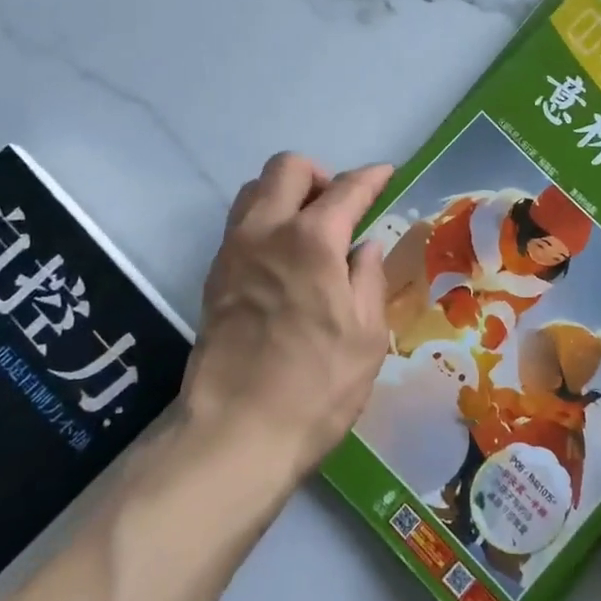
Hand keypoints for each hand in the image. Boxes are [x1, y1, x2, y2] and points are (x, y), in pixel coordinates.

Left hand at [181, 153, 394, 485]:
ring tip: (311, 229)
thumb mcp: (366, 333)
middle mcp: (266, 231)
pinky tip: (286, 259)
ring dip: (286, 193)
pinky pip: (241, 224)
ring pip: (256, 190)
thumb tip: (364, 247)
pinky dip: (266, 221)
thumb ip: (369, 277)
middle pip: (288, 167)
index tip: (386, 175)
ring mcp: (233, 251)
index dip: (372, 177)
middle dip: (320, 174)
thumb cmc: (316, 385)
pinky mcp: (214, 276)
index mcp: (312, 240)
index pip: (347, 188)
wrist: (235, 433)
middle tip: (341, 207)